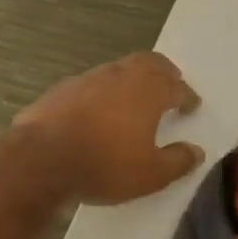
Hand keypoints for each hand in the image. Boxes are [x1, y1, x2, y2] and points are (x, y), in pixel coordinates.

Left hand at [14, 53, 203, 204]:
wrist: (41, 160)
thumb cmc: (105, 165)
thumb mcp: (151, 175)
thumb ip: (177, 161)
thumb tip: (196, 152)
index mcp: (149, 90)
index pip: (177, 87)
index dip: (188, 97)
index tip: (192, 106)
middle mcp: (121, 75)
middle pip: (150, 63)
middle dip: (164, 73)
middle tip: (170, 85)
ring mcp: (89, 78)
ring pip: (119, 70)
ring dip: (132, 80)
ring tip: (135, 99)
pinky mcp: (62, 89)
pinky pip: (93, 84)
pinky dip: (104, 93)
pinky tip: (100, 111)